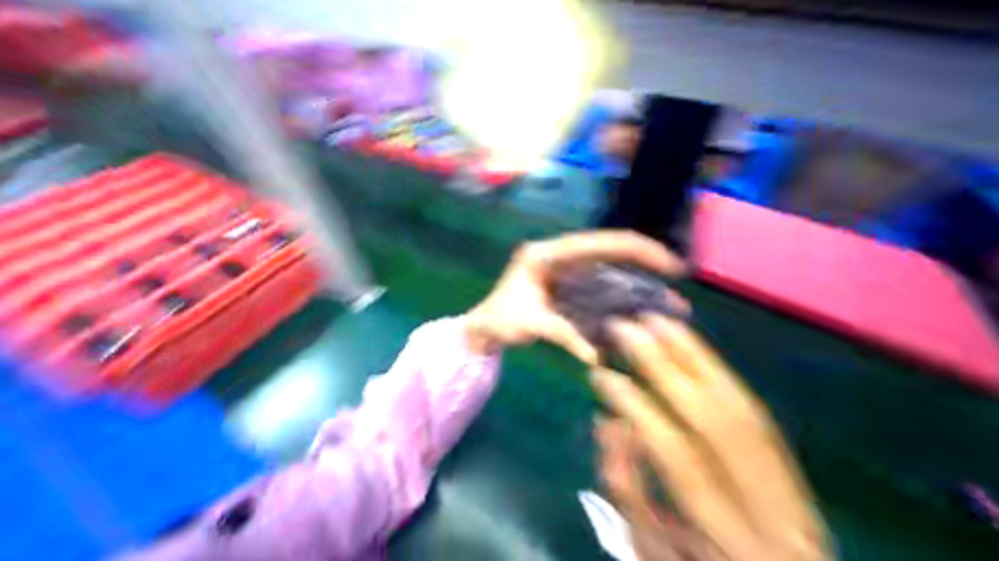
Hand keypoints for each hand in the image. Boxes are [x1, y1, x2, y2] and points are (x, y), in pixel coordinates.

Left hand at [463, 228, 687, 362]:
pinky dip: (616, 295)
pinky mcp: (565, 284)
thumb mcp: (528, 324)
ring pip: (605, 268)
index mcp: (545, 254)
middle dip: (642, 262)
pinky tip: (633, 309)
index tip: (669, 266)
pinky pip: (596, 285)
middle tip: (674, 278)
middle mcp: (557, 255)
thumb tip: (594, 356)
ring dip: (632, 282)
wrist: (484, 328)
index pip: (597, 243)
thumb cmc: (499, 321)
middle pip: (607, 250)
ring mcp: (562, 269)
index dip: (637, 250)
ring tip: (662, 300)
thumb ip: (562, 334)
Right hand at [591, 315, 828, 559]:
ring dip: (690, 353)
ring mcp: (790, 484)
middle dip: (659, 362)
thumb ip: (625, 485)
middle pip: (712, 417)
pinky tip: (687, 340)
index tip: (601, 374)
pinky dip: (714, 368)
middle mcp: (771, 508)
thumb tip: (612, 422)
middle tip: (623, 327)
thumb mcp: (649, 549)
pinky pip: (748, 403)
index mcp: (729, 539)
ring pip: (737, 402)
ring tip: (654, 319)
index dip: (635, 406)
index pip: (676, 454)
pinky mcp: (789, 465)